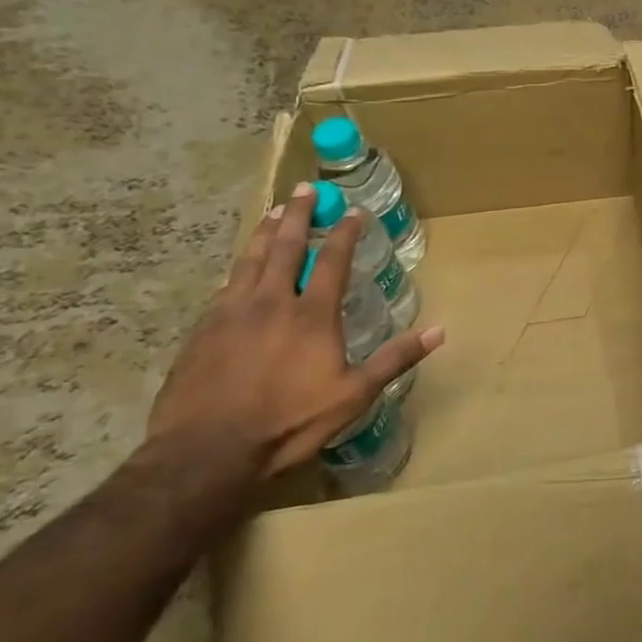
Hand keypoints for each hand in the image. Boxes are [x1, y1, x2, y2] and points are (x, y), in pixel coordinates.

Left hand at [147, 183, 444, 475]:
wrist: (205, 452)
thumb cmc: (289, 422)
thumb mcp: (354, 395)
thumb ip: (394, 359)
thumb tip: (439, 331)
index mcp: (311, 314)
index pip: (331, 260)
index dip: (343, 232)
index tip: (352, 211)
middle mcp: (271, 302)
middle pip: (284, 246)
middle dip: (297, 215)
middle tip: (304, 189)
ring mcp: (230, 313)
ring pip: (249, 259)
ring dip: (264, 231)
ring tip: (272, 211)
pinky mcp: (202, 330)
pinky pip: (225, 285)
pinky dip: (239, 266)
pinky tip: (239, 267)